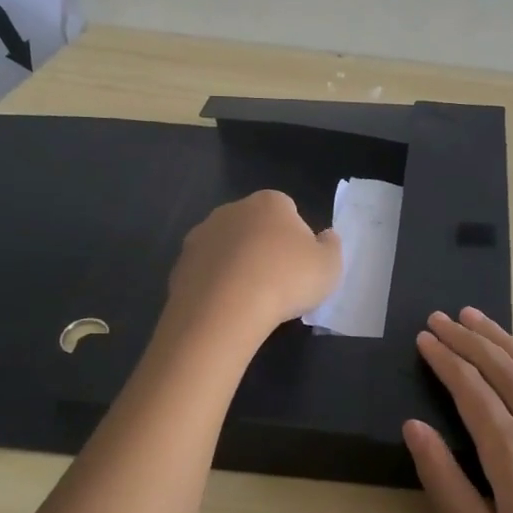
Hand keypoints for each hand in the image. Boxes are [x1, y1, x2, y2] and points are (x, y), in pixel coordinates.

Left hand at [166, 191, 341, 342]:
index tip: (299, 264)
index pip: (287, 209)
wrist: (224, 309)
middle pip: (254, 225)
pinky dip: (215, 285)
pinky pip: (206, 271)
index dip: (295, 236)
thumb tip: (326, 237)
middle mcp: (232, 210)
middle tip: (277, 282)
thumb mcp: (329, 267)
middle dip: (263, 247)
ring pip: (227, 247)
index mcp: (270, 203)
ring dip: (236, 265)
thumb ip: (331, 247)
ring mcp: (201, 235)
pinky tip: (226, 308)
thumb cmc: (286, 280)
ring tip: (250, 300)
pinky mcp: (180, 264)